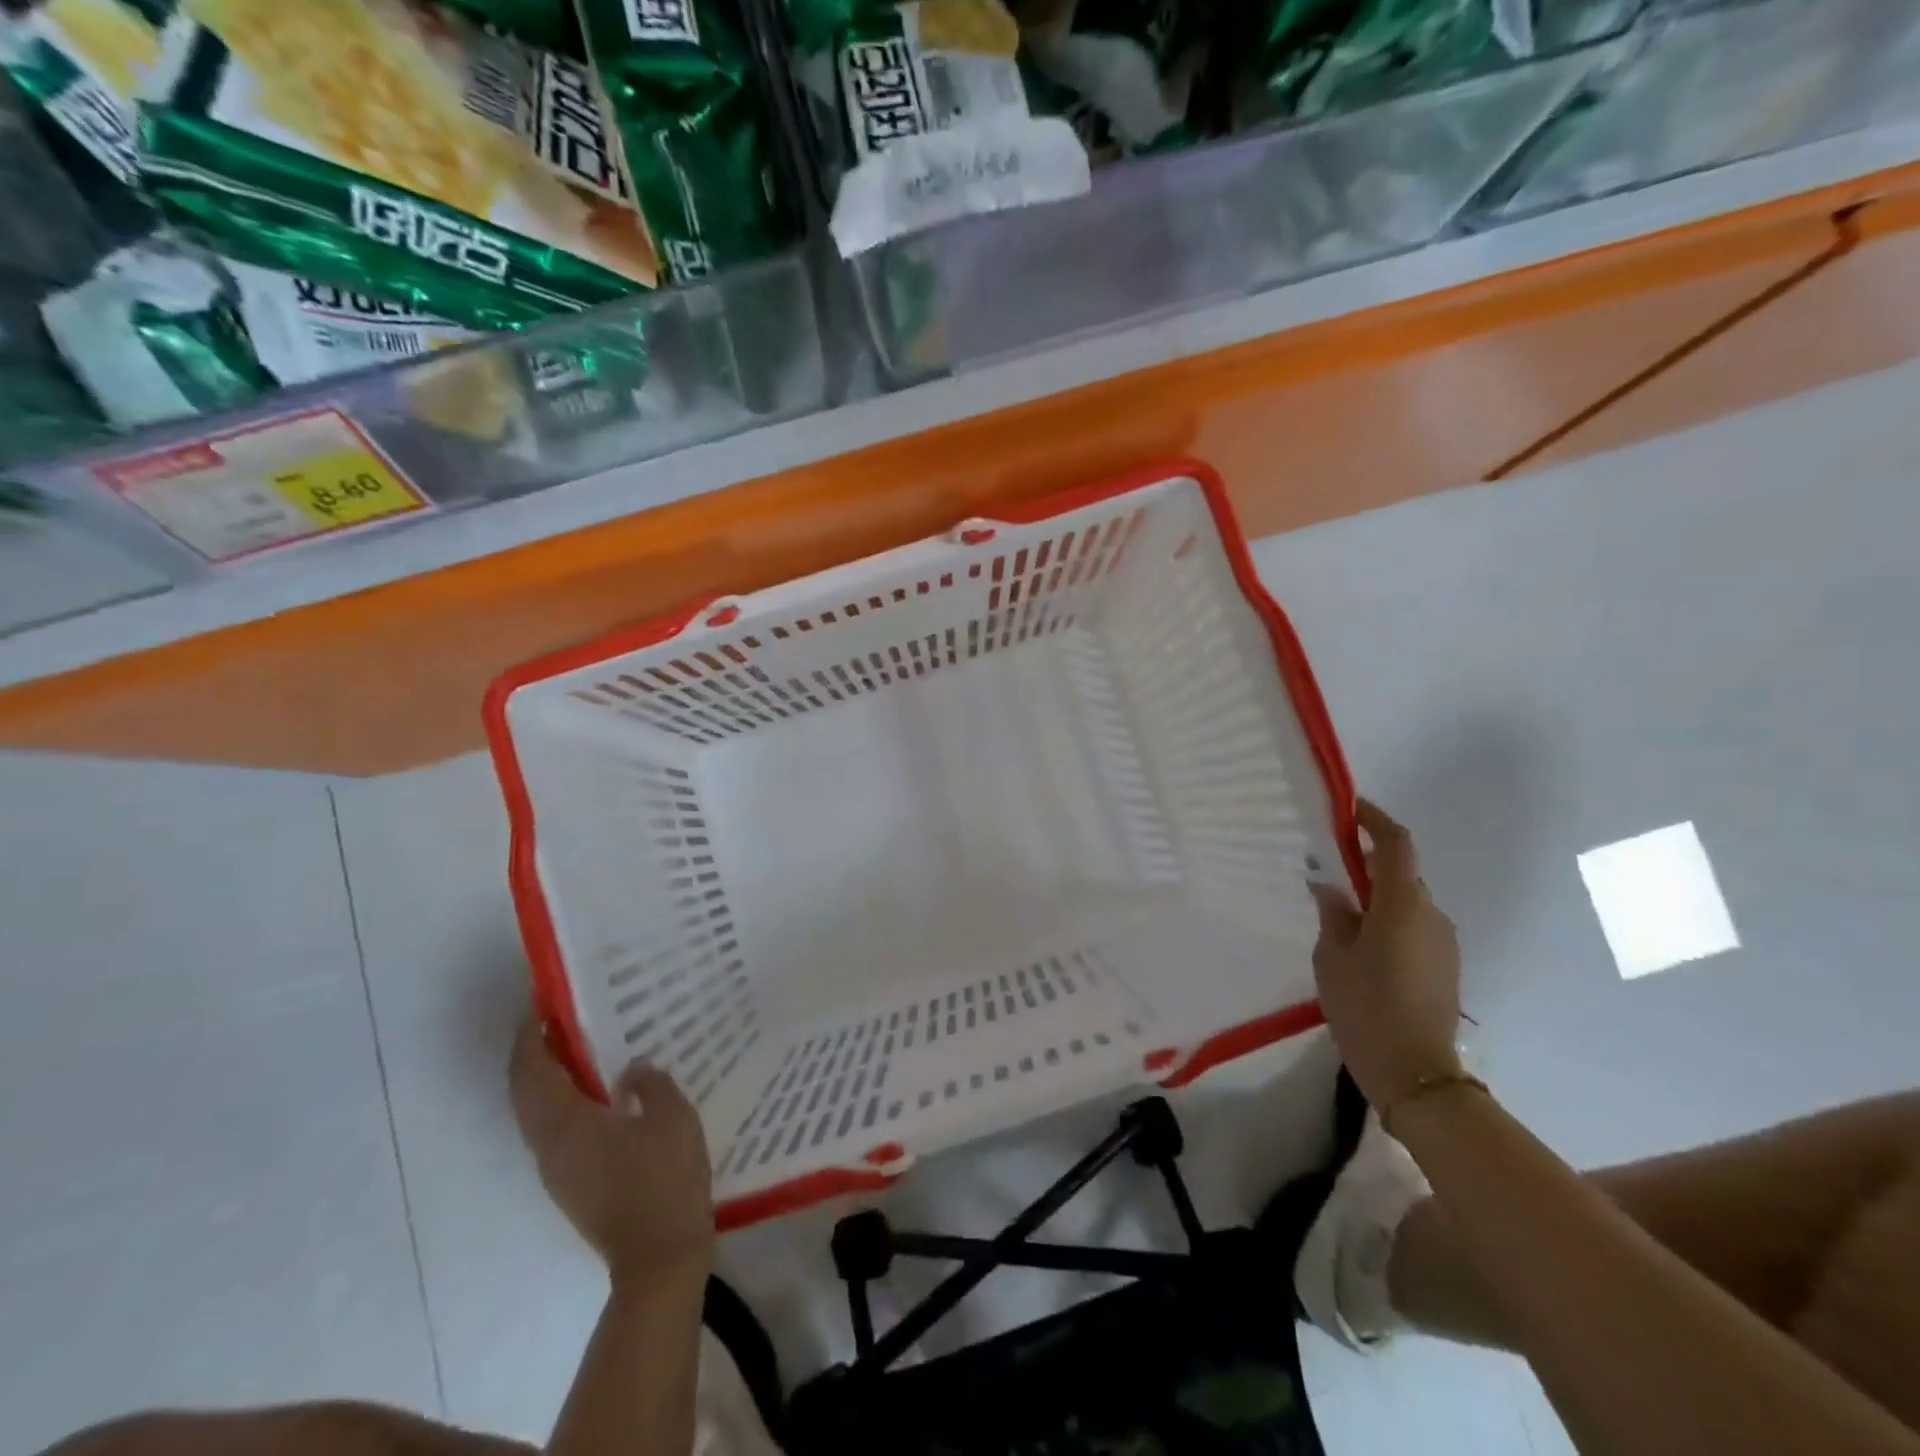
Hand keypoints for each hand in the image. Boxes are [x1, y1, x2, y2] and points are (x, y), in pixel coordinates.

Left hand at [509, 1019, 713, 1287]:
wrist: (658, 1256)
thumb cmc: (664, 1179)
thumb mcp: (672, 1117)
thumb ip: (650, 1084)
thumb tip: (629, 1070)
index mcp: (567, 1124)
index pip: (533, 1070)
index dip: (530, 1035)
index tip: (541, 1002)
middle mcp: (549, 1145)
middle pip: (525, 1091)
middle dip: (534, 1052)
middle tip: (560, 1018)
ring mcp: (557, 1169)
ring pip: (536, 1113)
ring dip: (547, 1077)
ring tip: (580, 1046)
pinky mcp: (572, 1184)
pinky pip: (554, 1129)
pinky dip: (562, 1100)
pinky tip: (600, 1091)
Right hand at [1310, 799, 1463, 1111]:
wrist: (1416, 1074)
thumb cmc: (1366, 1008)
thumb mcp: (1332, 958)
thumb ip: (1333, 915)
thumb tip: (1331, 888)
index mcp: (1402, 906)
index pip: (1396, 845)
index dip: (1375, 820)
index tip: (1349, 808)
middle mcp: (1431, 915)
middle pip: (1402, 872)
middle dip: (1369, 861)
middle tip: (1331, 866)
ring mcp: (1443, 941)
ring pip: (1408, 901)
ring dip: (1378, 894)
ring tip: (1341, 910)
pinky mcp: (1445, 965)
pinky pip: (1415, 925)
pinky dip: (1389, 918)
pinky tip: (1362, 943)